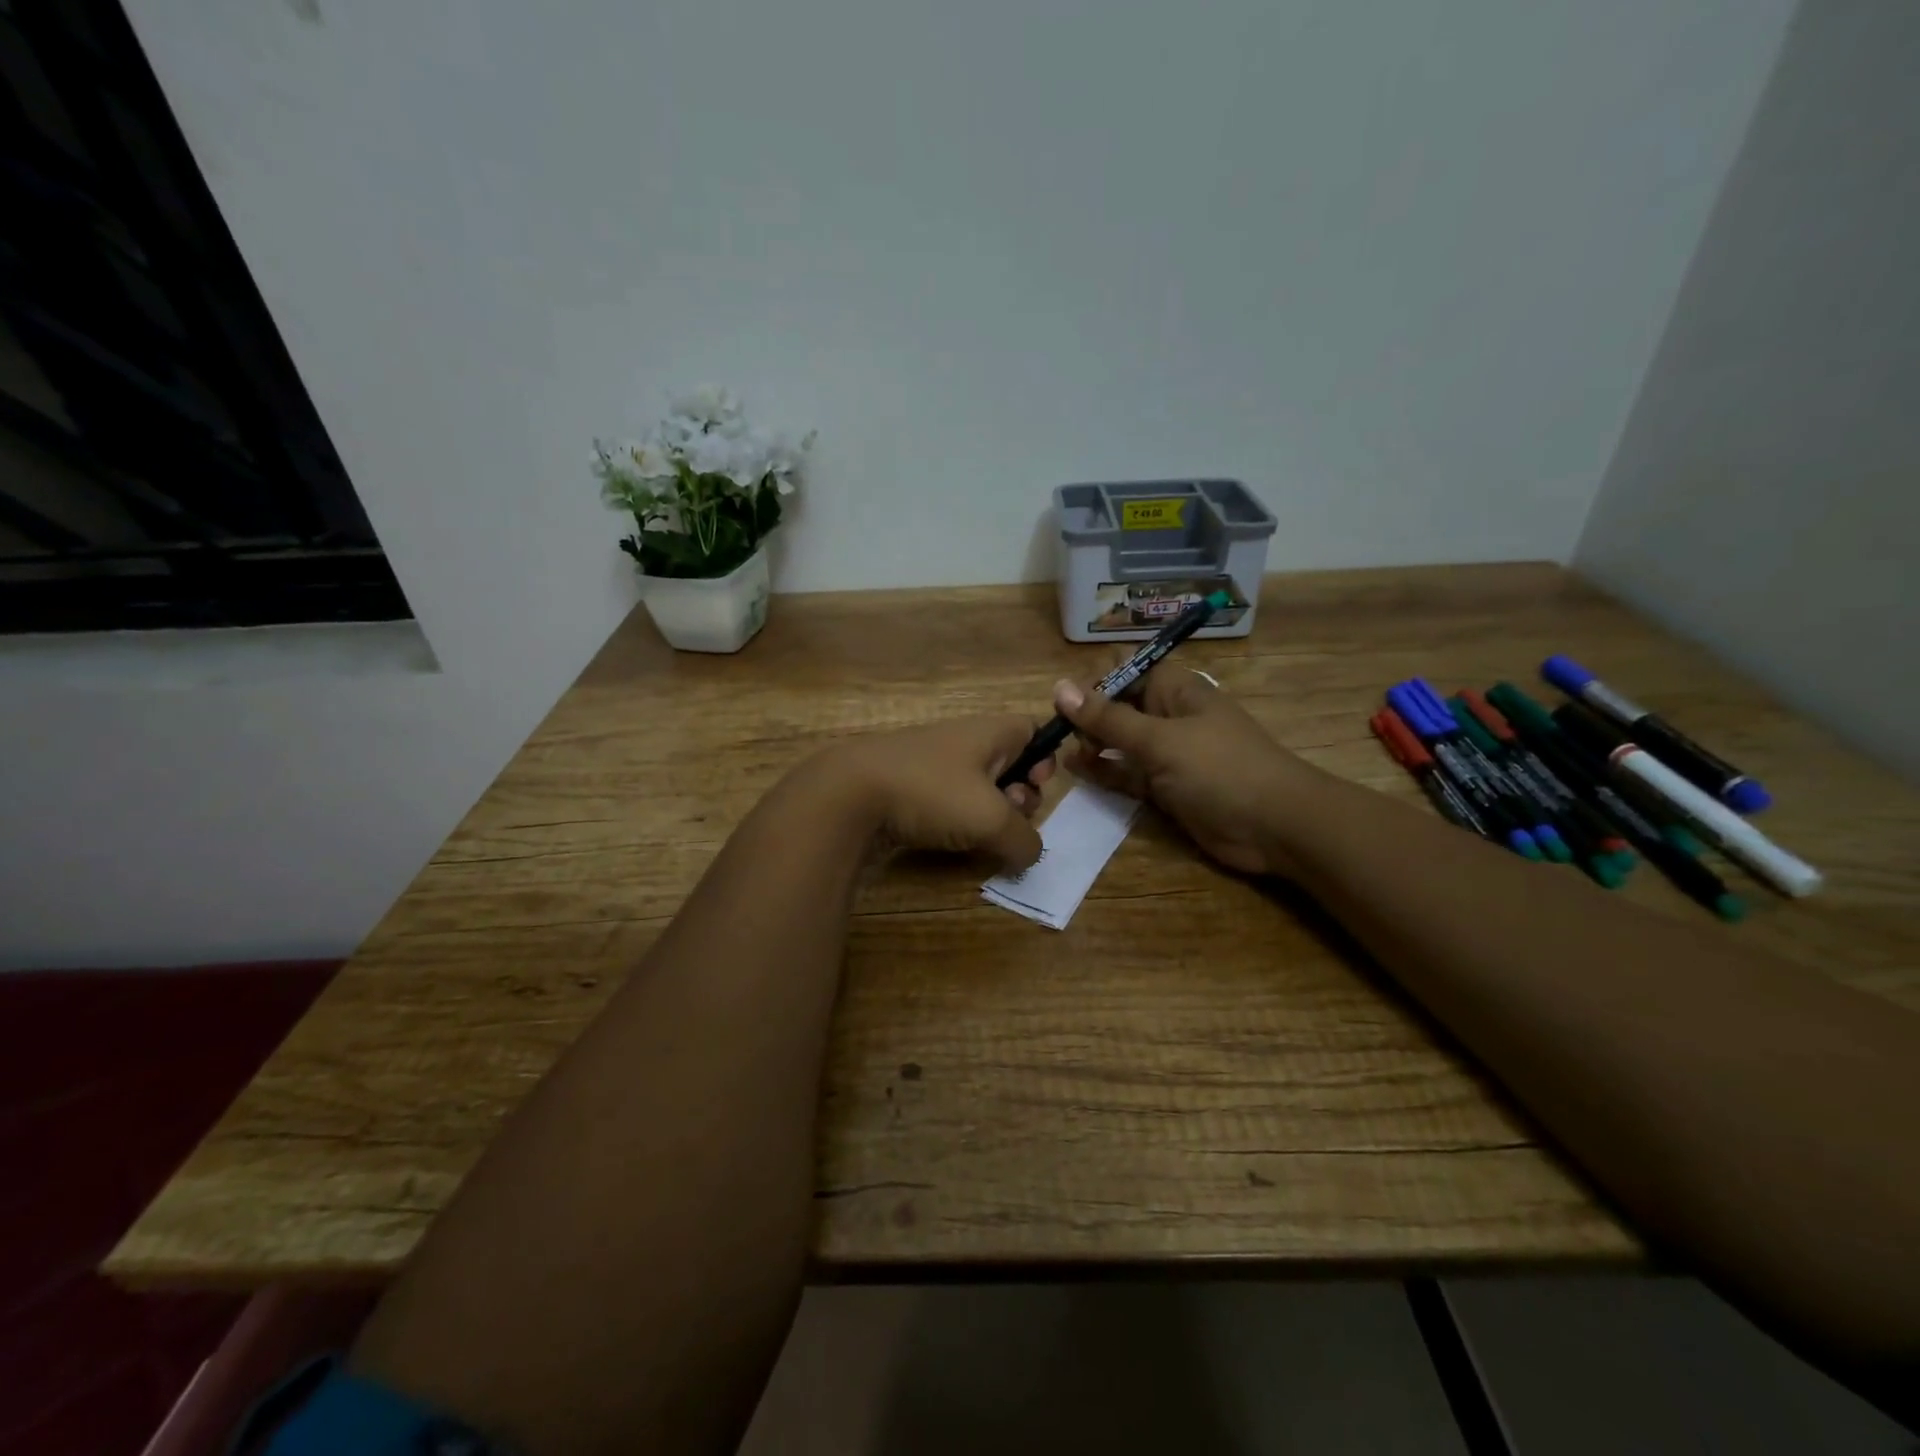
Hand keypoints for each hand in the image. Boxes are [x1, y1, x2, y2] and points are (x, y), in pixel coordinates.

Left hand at [815, 716, 1054, 869]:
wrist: (847, 795)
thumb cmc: (931, 793)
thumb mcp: (992, 820)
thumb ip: (1025, 840)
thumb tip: (1029, 855)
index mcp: (988, 732)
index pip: (1031, 730)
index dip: (1043, 759)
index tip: (1035, 787)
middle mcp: (961, 740)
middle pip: (1007, 763)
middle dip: (1017, 795)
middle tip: (1008, 819)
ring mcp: (929, 763)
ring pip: (975, 787)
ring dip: (985, 815)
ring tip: (978, 837)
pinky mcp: (905, 787)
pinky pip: (944, 802)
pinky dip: (953, 822)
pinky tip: (948, 843)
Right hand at [1054, 665, 1314, 876]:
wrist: (1275, 826)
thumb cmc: (1219, 769)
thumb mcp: (1159, 740)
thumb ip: (1108, 718)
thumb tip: (1060, 687)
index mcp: (1176, 690)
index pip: (1128, 669)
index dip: (1096, 680)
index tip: (1064, 701)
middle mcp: (1170, 716)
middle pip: (1120, 706)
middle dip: (1088, 715)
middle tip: (1060, 735)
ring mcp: (1169, 754)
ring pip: (1121, 742)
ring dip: (1092, 744)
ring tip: (1060, 753)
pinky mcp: (1167, 787)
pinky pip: (1128, 773)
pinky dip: (1104, 771)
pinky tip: (1076, 770)